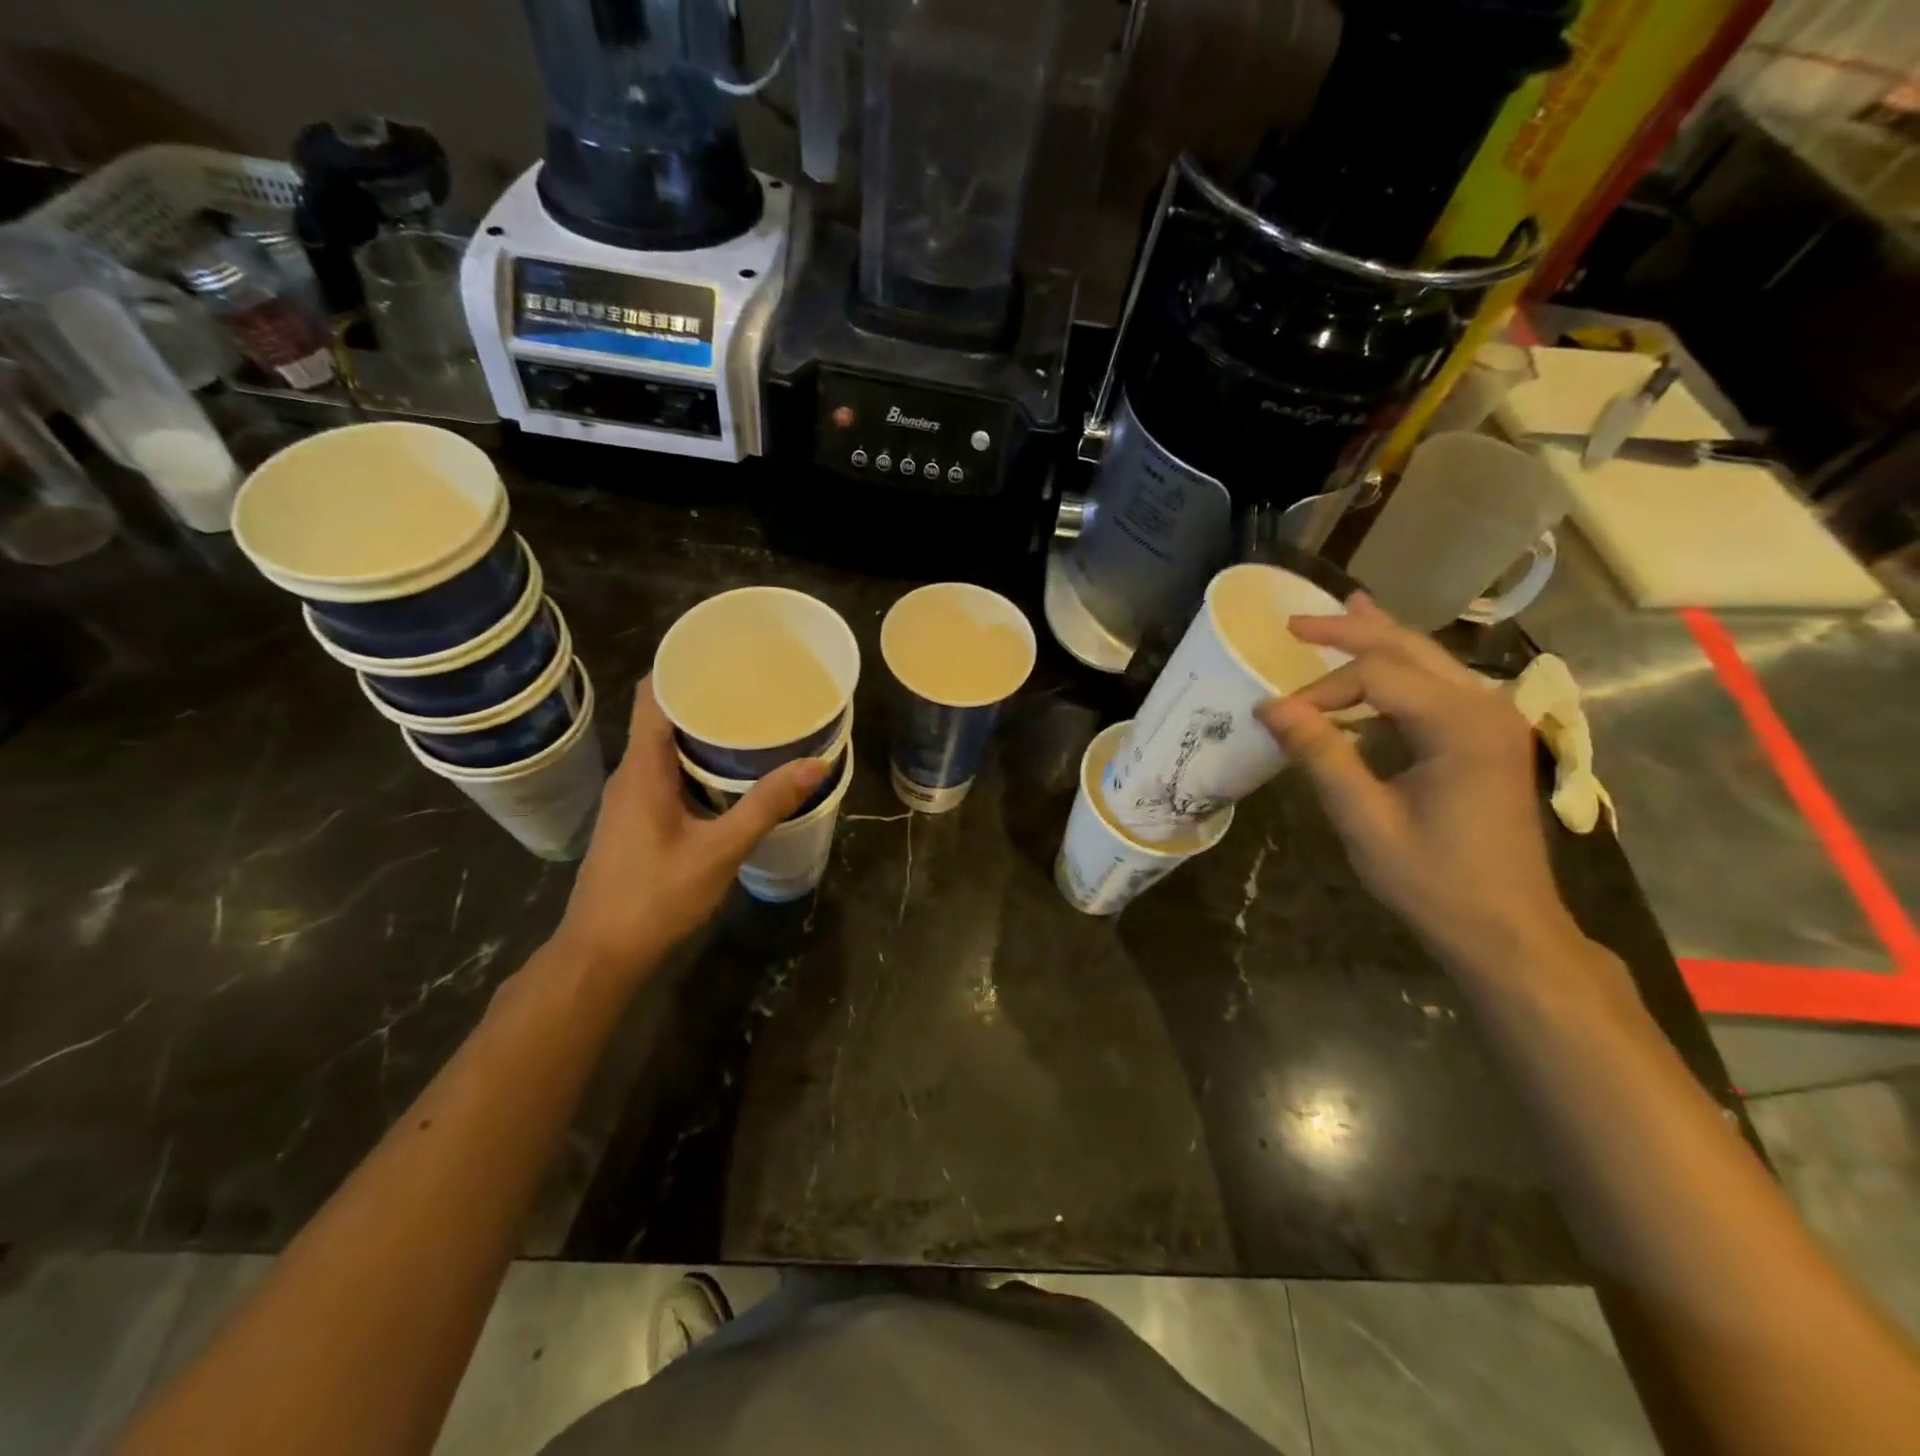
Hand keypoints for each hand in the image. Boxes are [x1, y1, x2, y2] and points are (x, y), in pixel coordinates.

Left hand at [554, 677, 826, 974]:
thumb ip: (766, 806)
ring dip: (700, 731)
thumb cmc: (656, 896)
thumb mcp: (719, 850)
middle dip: (703, 697)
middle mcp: (630, 774)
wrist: (602, 953)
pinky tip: (728, 772)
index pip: (651, 696)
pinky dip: (695, 761)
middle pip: (661, 716)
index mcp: (642, 769)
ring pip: (664, 747)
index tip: (723, 653)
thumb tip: (815, 764)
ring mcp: (629, 798)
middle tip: (752, 687)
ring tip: (749, 721)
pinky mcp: (635, 820)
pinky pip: (664, 772)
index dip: (680, 666)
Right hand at [1255, 594, 1582, 979]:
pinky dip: (1400, 668)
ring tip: (1341, 611)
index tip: (1276, 718)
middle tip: (1295, 622)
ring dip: (1379, 639)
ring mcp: (1493, 720)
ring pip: (1428, 660)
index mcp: (1461, 724)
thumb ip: (1322, 756)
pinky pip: (1437, 686)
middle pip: (1409, 648)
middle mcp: (1485, 707)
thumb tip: (1270, 708)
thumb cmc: (1435, 882)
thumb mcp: (1365, 821)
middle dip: (1349, 631)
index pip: (1376, 675)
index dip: (1320, 688)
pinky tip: (1381, 658)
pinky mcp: (1487, 738)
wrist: (1509, 932)